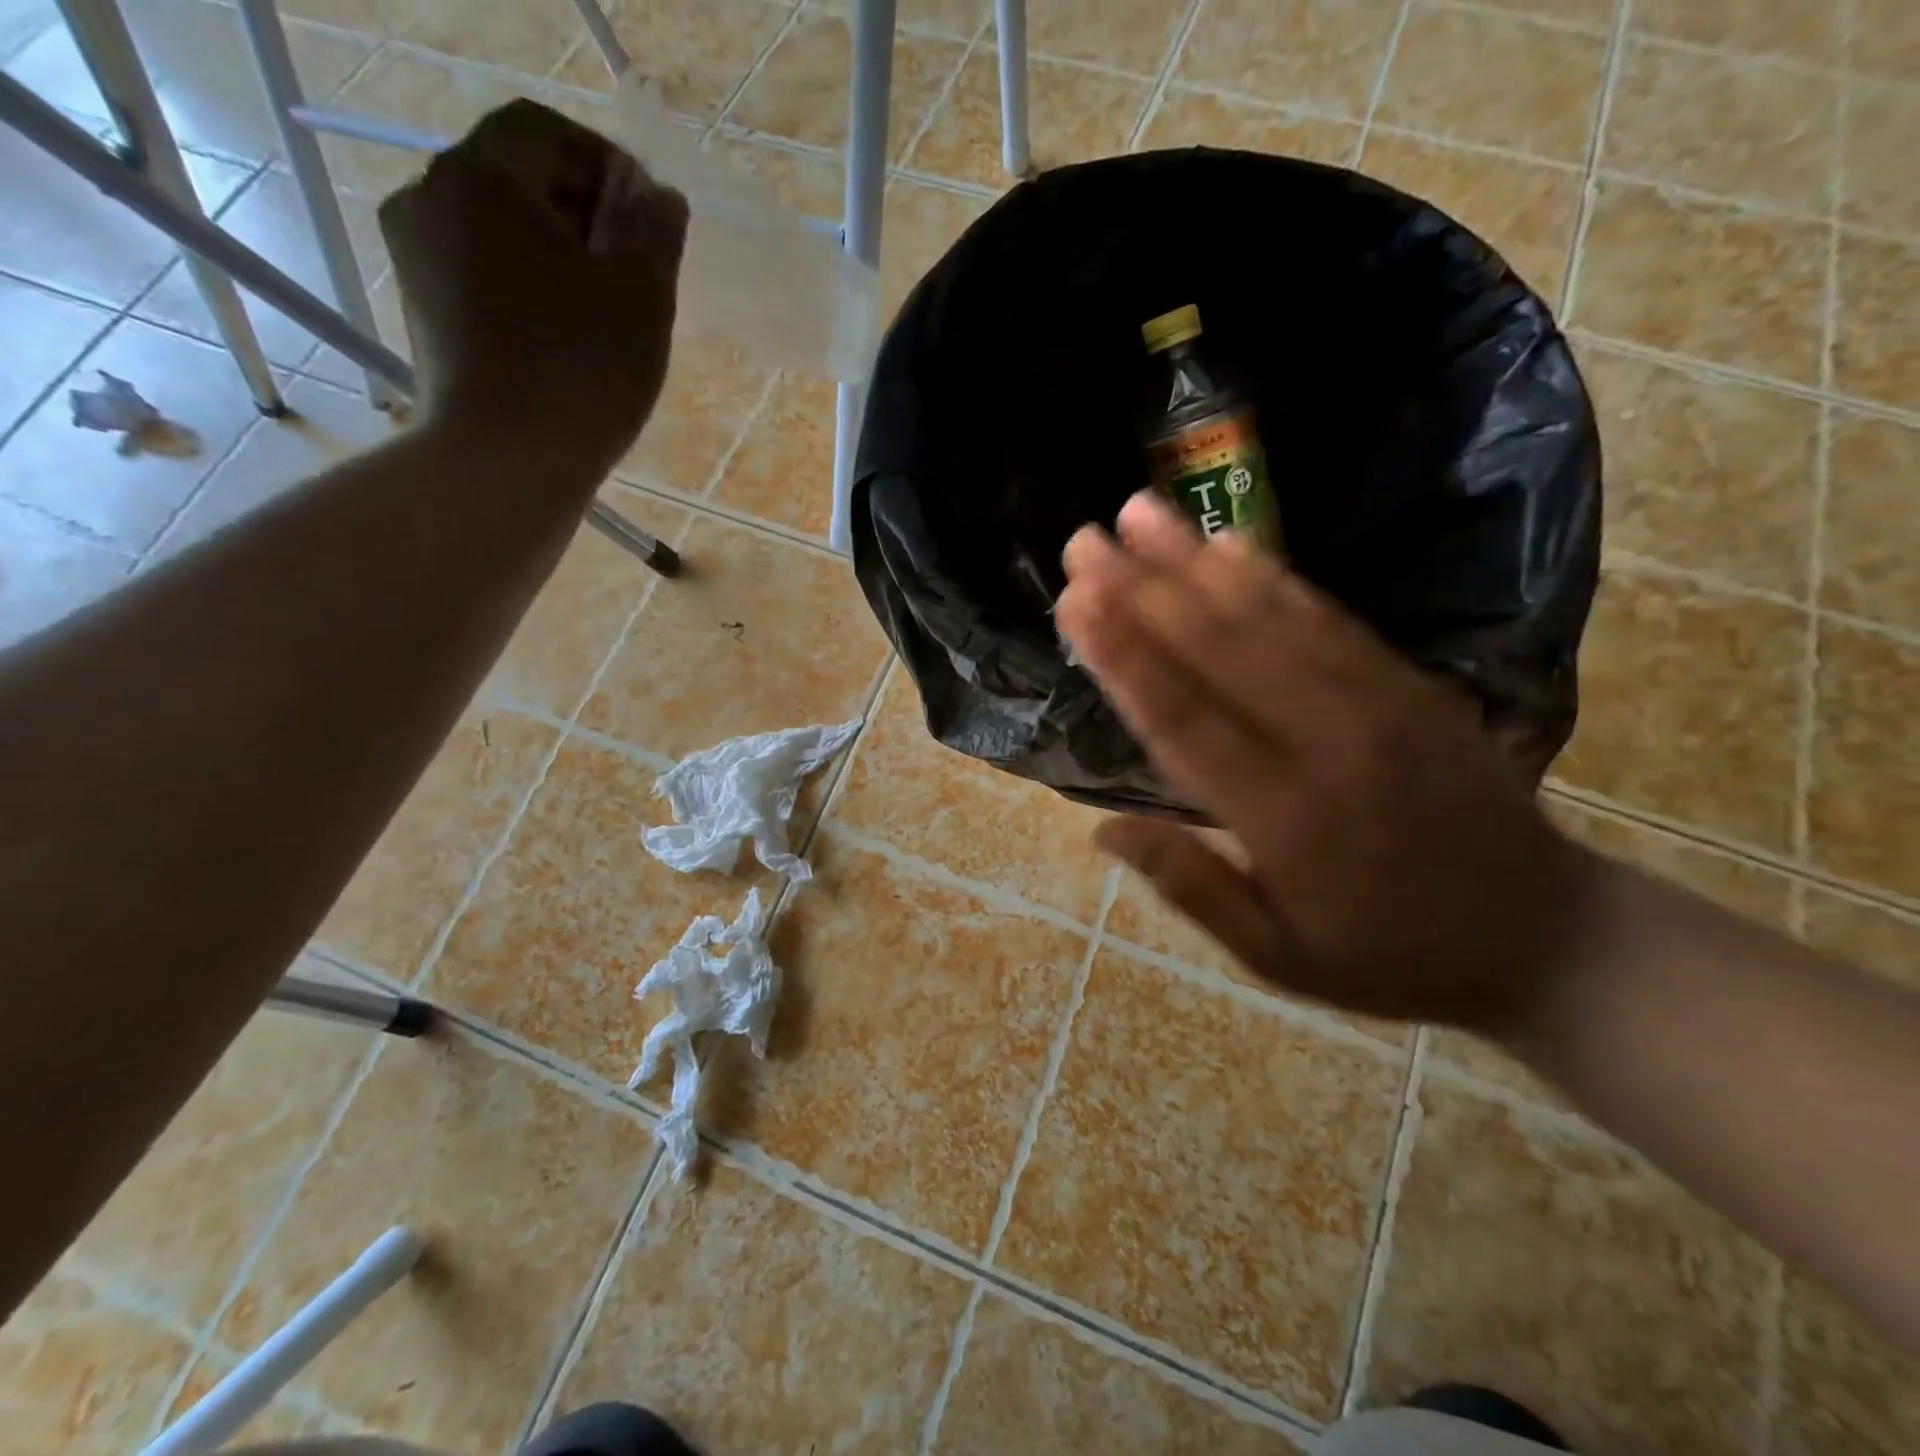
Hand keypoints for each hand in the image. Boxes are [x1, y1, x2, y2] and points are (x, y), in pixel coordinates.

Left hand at [378, 99, 688, 473]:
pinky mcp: (425, 314)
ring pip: (500, 231)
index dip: (605, 162)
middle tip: (636, 269)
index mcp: (481, 178)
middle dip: (584, 212)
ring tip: (608, 310)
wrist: (507, 463)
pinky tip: (568, 336)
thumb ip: (655, 232)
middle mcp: (431, 200)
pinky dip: (529, 287)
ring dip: (558, 254)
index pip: (543, 129)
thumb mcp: (642, 296)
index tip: (650, 218)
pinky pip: (484, 275)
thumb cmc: (582, 372)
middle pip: (516, 177)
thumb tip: (659, 198)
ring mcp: (418, 260)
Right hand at [1056, 491, 1602, 1035]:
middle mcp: (1326, 741)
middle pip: (1218, 650)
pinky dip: (1272, 576)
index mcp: (1284, 817)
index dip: (1123, 656)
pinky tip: (1229, 542)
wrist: (1544, 935)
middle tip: (1085, 539)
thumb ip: (1191, 887)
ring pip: (1269, 618)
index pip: (1183, 719)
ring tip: (1142, 512)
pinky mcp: (1408, 682)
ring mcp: (1376, 702)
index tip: (1075, 601)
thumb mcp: (1276, 957)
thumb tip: (1103, 829)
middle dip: (1142, 589)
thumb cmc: (1387, 955)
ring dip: (1197, 561)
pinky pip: (1328, 618)